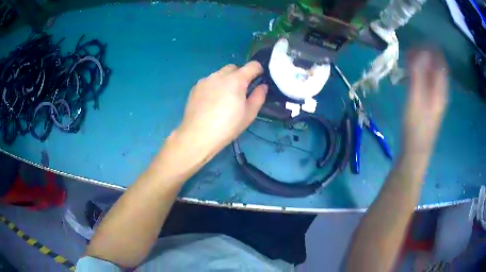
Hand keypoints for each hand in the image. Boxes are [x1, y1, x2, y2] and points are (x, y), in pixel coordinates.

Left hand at [175, 61, 267, 159]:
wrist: (197, 135)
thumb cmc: (227, 127)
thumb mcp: (249, 114)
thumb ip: (259, 97)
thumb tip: (263, 86)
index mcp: (236, 80)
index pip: (253, 65)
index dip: (258, 70)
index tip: (259, 79)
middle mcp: (220, 75)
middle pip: (234, 68)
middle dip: (240, 75)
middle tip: (240, 92)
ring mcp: (206, 80)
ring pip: (220, 74)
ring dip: (226, 81)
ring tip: (224, 99)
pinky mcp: (195, 87)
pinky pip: (209, 81)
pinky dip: (214, 86)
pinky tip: (211, 102)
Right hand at [403, 49, 447, 154]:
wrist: (415, 151)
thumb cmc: (416, 125)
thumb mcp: (415, 97)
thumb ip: (418, 74)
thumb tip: (420, 51)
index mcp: (440, 89)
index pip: (440, 62)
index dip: (431, 49)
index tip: (418, 40)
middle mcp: (440, 91)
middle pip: (436, 67)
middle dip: (425, 54)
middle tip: (411, 48)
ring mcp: (435, 98)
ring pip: (431, 74)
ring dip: (422, 63)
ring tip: (409, 57)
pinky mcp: (428, 104)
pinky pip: (427, 82)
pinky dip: (420, 74)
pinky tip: (410, 73)